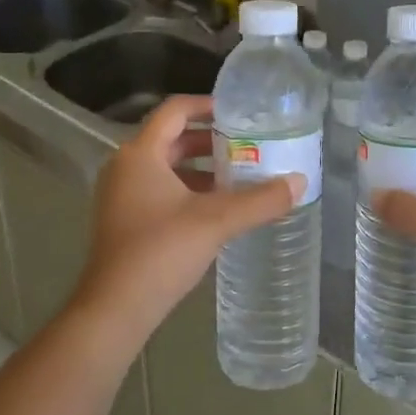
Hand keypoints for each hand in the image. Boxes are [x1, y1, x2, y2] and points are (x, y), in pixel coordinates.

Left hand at [71, 95, 303, 342]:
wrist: (115, 308)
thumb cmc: (161, 251)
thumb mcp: (217, 221)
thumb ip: (260, 200)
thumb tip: (300, 182)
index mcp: (140, 154)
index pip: (175, 110)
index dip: (207, 106)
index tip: (240, 113)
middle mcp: (125, 166)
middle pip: (172, 138)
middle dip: (211, 141)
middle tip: (249, 146)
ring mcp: (121, 194)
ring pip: (166, 167)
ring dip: (202, 168)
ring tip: (240, 177)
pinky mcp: (124, 219)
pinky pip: (159, 190)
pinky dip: (188, 190)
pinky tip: (217, 209)